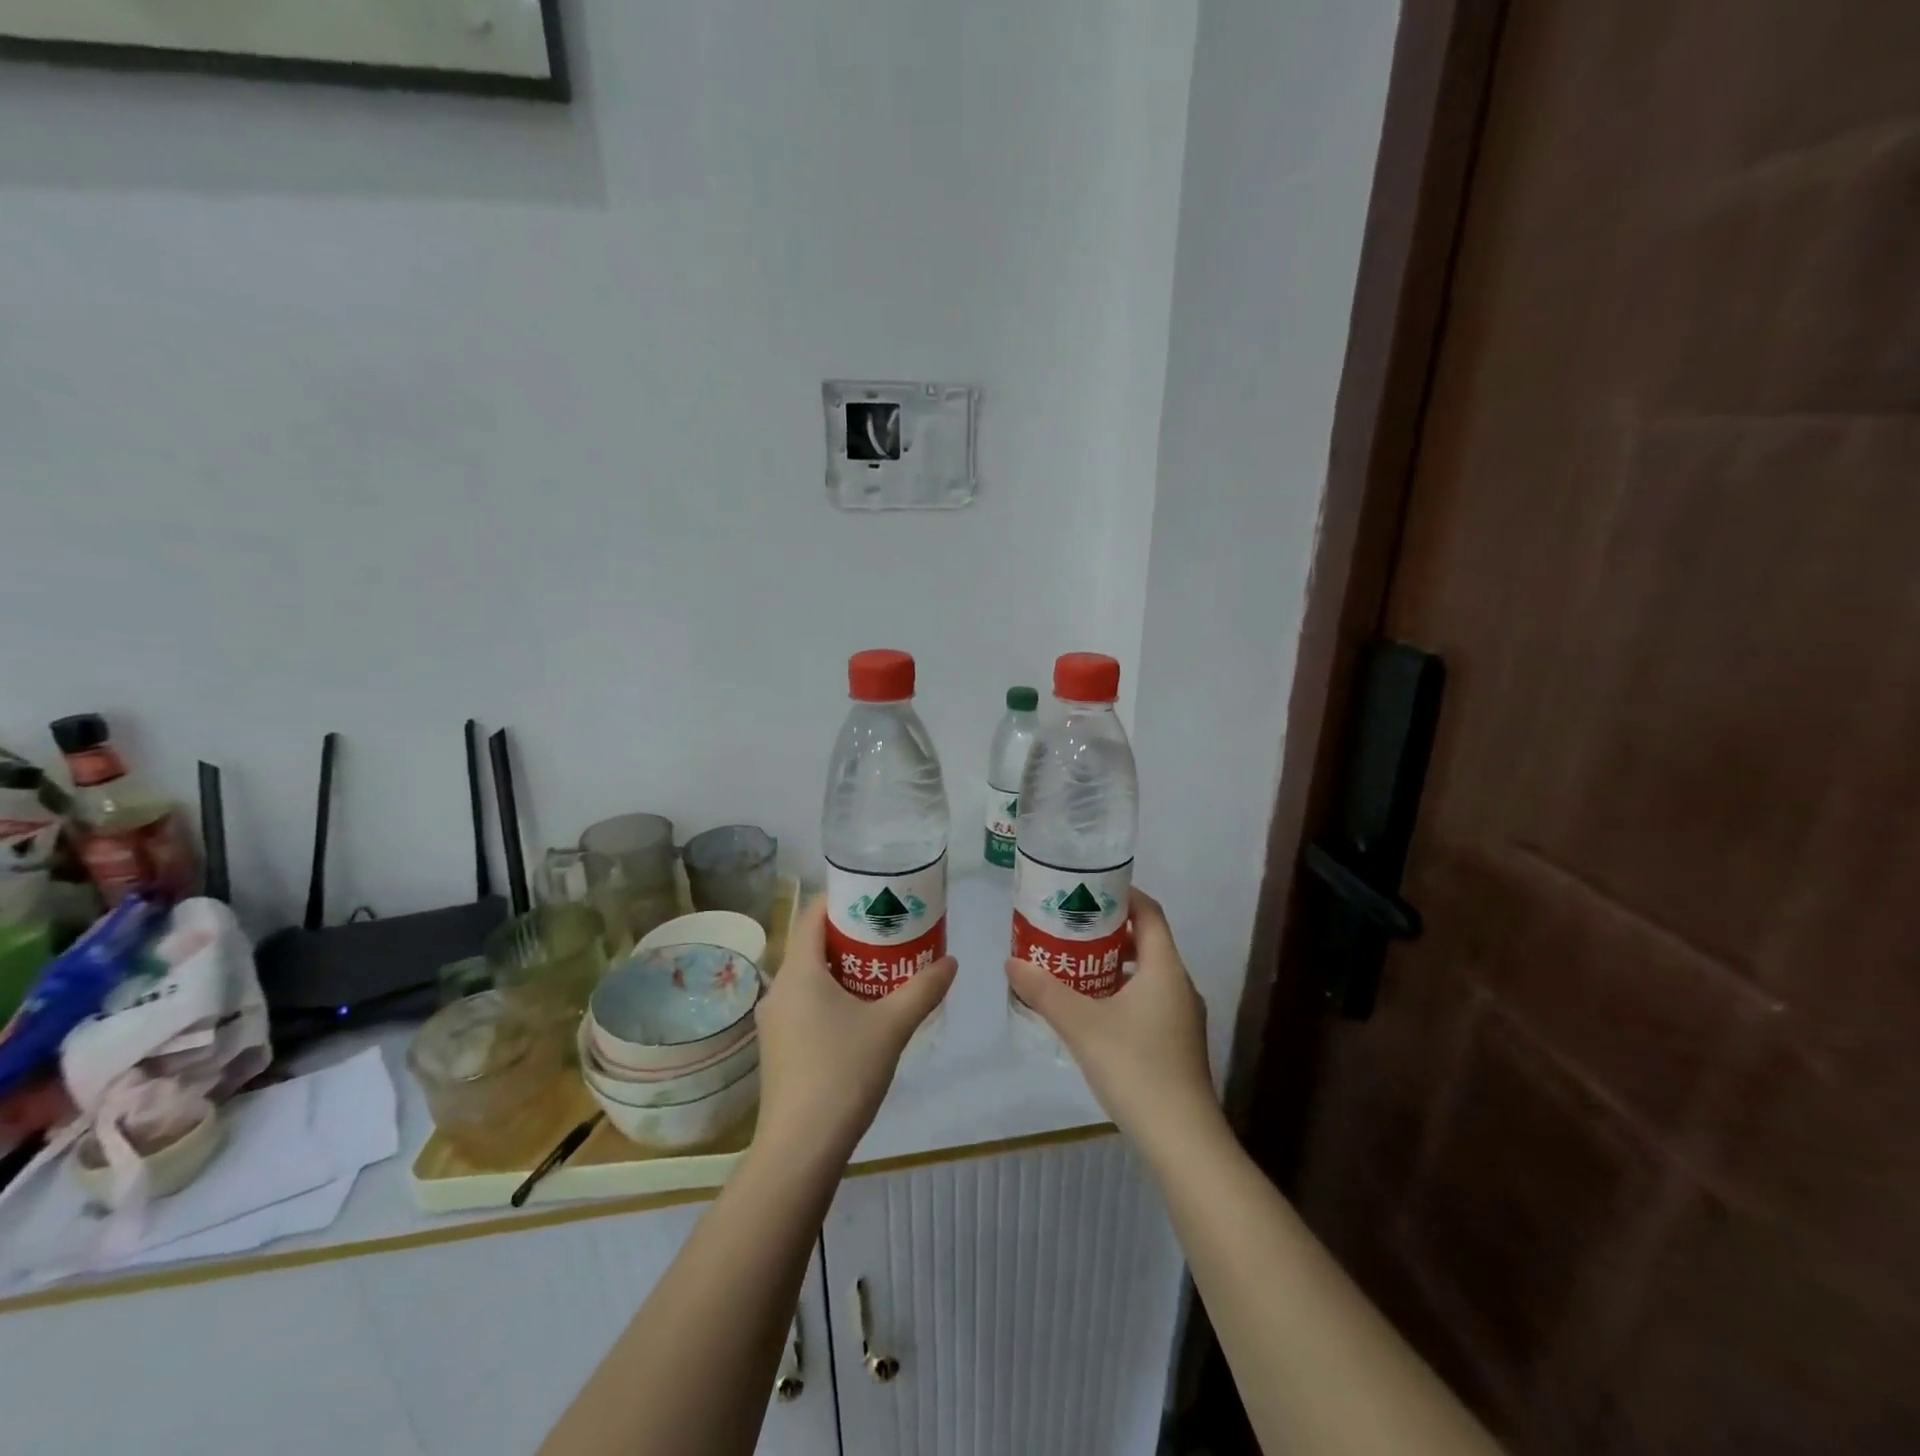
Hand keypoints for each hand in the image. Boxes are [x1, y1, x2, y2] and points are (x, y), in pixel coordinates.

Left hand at [755, 897, 956, 1166]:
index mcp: (799, 971)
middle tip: (889, 932)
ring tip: (882, 969)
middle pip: (812, 944)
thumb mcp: (892, 1026)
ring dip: (842, 968)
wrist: (801, 1148)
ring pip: (809, 977)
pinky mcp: (778, 1048)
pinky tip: (861, 1013)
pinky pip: (805, 1004)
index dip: (842, 899)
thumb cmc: (843, 1072)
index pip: (813, 914)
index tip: (875, 896)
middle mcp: (779, 989)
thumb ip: (923, 989)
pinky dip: (831, 995)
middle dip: (850, 935)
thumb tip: (951, 962)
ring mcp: (774, 1021)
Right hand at [1005, 888, 1220, 1155]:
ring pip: (1148, 974)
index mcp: (1165, 968)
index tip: (1088, 890)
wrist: (1182, 1139)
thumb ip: (1044, 991)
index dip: (1122, 895)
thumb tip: (1011, 961)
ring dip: (1114, 964)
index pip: (1149, 912)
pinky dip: (1123, 992)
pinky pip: (1150, 1000)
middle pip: (1147, 941)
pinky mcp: (1178, 1043)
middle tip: (1070, 928)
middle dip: (1109, 931)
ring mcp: (1183, 1017)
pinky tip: (1093, 1011)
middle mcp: (1180, 985)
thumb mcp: (1081, 1024)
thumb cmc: (1135, 1067)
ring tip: (1075, 966)